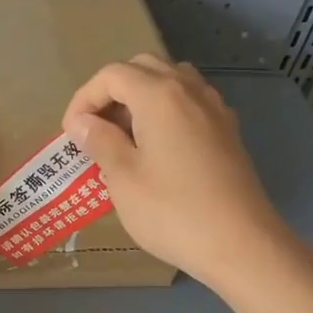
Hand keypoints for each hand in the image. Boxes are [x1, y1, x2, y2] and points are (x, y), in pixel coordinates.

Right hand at [62, 56, 288, 289]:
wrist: (240, 244)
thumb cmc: (172, 212)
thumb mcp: (123, 179)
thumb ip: (100, 141)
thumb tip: (81, 122)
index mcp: (160, 96)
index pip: (112, 75)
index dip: (84, 98)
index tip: (71, 133)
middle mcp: (190, 91)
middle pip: (143, 68)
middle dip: (112, 92)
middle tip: (96, 130)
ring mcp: (215, 109)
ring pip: (171, 81)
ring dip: (142, 97)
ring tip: (125, 136)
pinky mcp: (228, 131)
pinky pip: (191, 103)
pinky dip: (167, 112)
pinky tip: (158, 148)